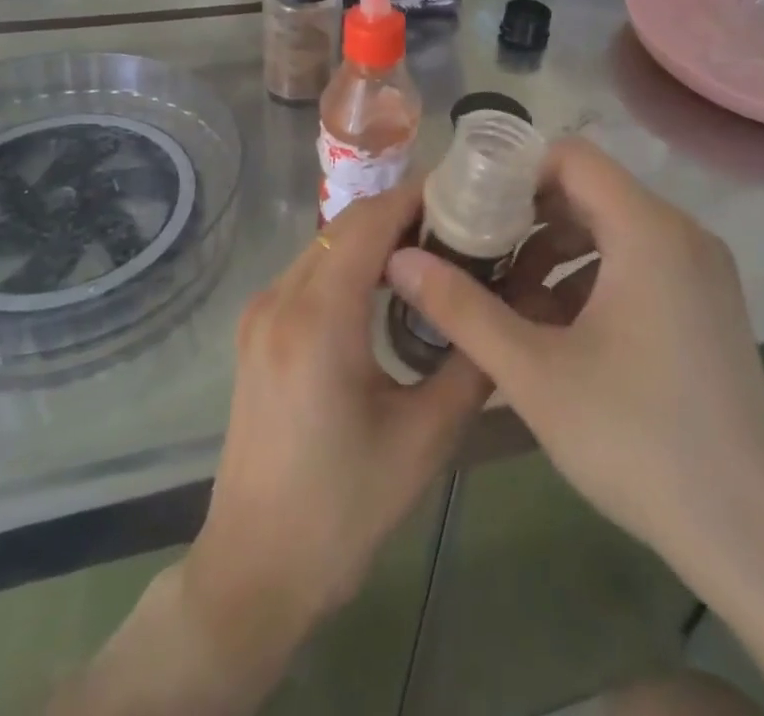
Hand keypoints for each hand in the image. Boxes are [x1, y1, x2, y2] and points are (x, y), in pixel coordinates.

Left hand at [185, 178, 490, 639]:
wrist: (254, 569)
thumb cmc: (343, 510)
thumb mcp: (424, 438)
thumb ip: (470, 361)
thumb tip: (509, 307)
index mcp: (318, 318)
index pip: (370, 222)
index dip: (417, 197)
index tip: (466, 193)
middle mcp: (280, 298)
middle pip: (347, 225)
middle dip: (403, 212)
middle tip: (462, 223)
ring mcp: (260, 311)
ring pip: (327, 243)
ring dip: (377, 235)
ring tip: (435, 248)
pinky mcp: (256, 328)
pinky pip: (311, 269)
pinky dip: (352, 260)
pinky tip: (390, 284)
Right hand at [385, 137, 763, 601]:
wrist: (753, 537)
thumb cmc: (637, 440)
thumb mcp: (533, 372)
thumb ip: (461, 308)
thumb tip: (399, 258)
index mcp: (647, 230)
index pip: (571, 157)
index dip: (513, 172)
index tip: (468, 208)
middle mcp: (681, 234)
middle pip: (588, 191)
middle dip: (525, 218)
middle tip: (474, 253)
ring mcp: (700, 270)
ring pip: (609, 229)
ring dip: (553, 252)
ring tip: (506, 300)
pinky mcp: (706, 304)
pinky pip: (635, 263)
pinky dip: (588, 279)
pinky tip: (554, 331)